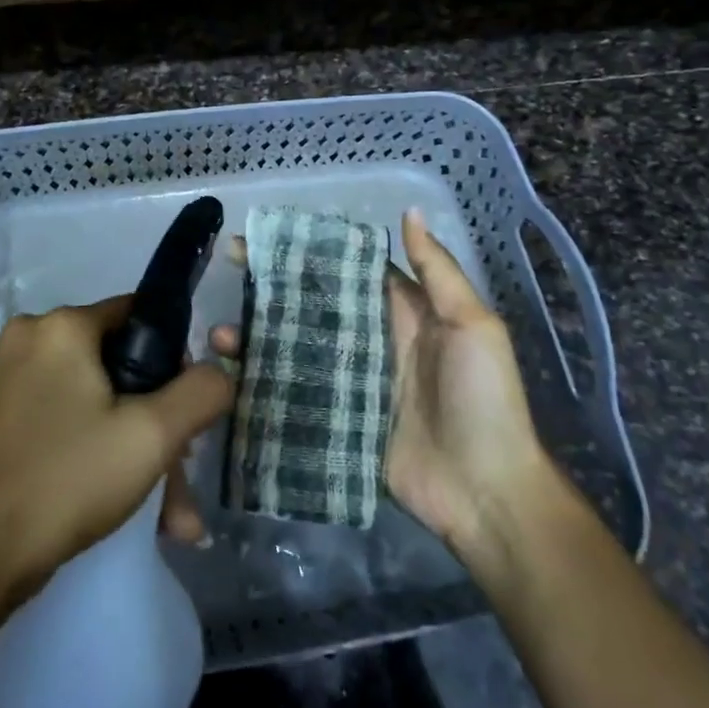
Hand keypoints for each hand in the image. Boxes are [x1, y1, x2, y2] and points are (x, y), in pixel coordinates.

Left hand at [0, 296, 233, 607]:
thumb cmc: (64, 479)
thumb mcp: (151, 435)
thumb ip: (200, 393)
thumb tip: (220, 372)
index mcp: (62, 325)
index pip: (140, 316)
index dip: (175, 360)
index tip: (187, 411)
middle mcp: (31, 339)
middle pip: (120, 367)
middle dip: (158, 425)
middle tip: (181, 479)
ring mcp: (9, 381)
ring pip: (97, 404)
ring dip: (136, 453)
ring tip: (171, 518)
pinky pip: (67, 424)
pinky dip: (99, 457)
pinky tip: (131, 510)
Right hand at [210, 209, 545, 555]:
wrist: (487, 495)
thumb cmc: (484, 399)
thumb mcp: (473, 326)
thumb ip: (438, 271)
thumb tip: (410, 212)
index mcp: (401, 312)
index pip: (349, 270)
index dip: (314, 250)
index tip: (270, 234)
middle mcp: (370, 341)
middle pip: (315, 305)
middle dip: (275, 286)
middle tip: (230, 268)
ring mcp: (350, 383)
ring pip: (297, 348)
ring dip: (259, 336)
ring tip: (221, 334)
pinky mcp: (337, 421)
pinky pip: (296, 395)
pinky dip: (264, 383)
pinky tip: (231, 376)